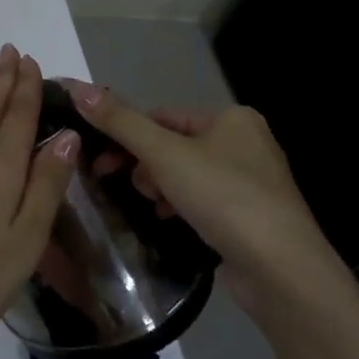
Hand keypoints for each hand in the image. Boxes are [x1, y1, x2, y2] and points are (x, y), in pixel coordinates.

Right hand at [63, 84, 358, 327]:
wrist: (282, 271)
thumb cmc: (224, 198)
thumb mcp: (163, 154)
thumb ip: (119, 121)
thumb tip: (76, 87)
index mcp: (232, 118)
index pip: (162, 116)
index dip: (127, 134)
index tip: (100, 160)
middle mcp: (246, 143)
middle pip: (172, 145)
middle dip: (144, 165)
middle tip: (121, 184)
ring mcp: (252, 183)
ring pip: (185, 175)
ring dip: (159, 187)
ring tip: (152, 206)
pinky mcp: (251, 218)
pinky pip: (202, 201)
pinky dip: (180, 207)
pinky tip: (168, 220)